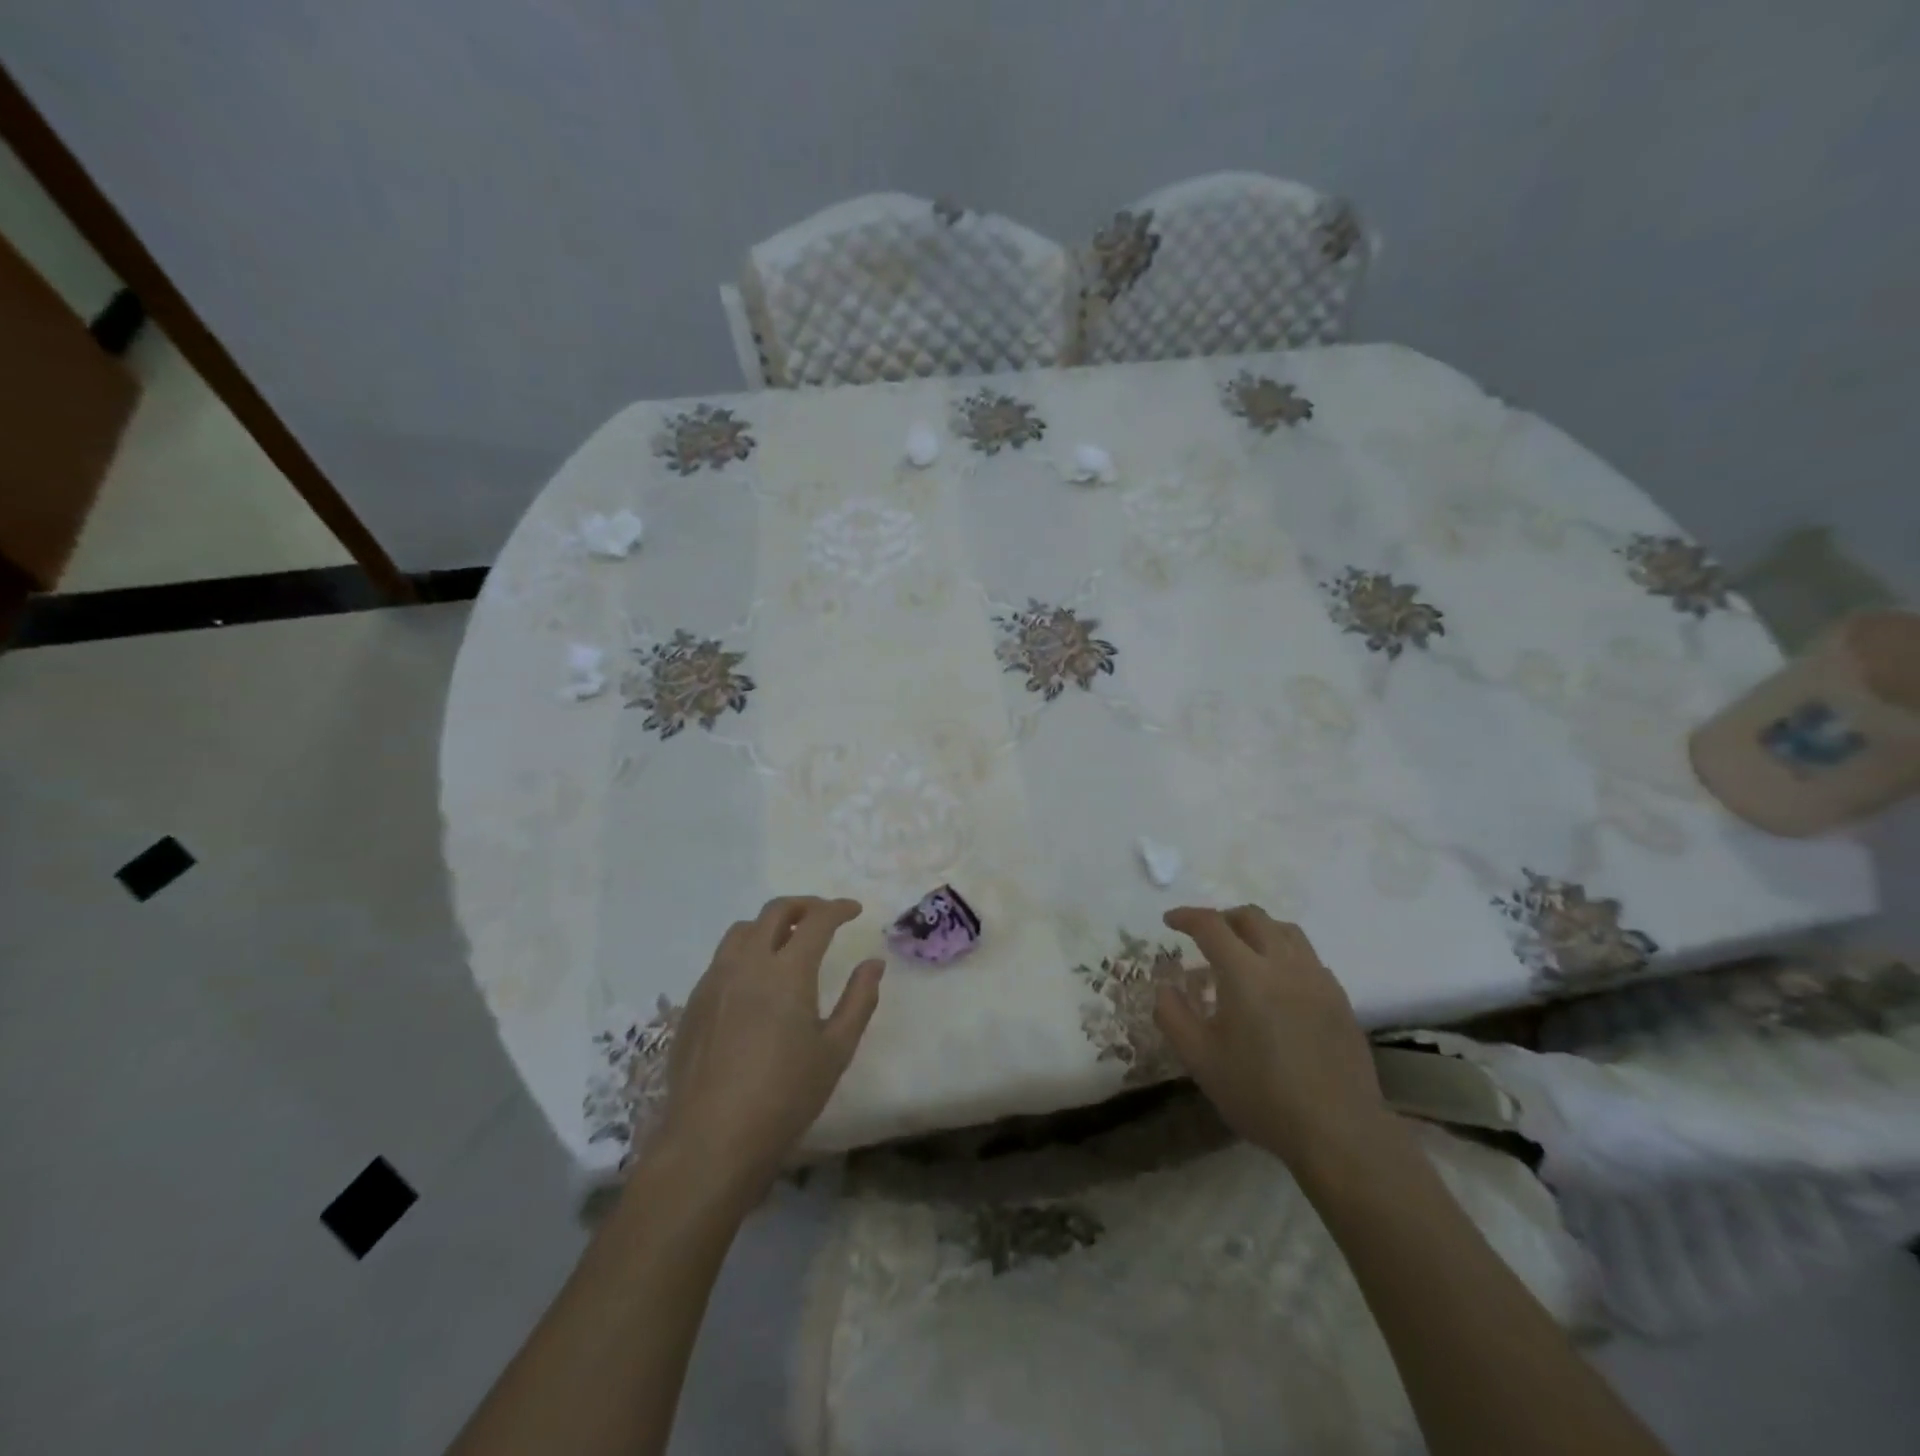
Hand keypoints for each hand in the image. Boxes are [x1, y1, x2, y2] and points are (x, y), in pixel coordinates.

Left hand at [653, 897, 882, 1204]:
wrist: (711, 1141)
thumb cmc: (785, 1097)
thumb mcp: (836, 1050)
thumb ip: (859, 1000)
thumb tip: (873, 964)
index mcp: (787, 972)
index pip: (816, 920)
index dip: (838, 908)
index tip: (855, 910)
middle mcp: (747, 964)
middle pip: (774, 912)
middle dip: (804, 905)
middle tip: (823, 917)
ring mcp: (714, 981)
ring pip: (741, 930)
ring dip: (770, 925)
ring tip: (787, 941)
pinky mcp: (693, 1003)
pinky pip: (721, 958)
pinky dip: (745, 951)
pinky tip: (755, 979)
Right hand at [1154, 905, 1388, 1170]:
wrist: (1338, 1132)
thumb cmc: (1261, 1095)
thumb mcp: (1200, 1060)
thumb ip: (1173, 1016)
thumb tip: (1165, 987)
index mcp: (1245, 974)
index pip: (1211, 925)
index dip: (1186, 916)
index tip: (1170, 921)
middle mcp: (1283, 964)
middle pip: (1252, 917)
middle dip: (1223, 918)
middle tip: (1205, 936)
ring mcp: (1317, 979)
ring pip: (1286, 931)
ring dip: (1258, 930)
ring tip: (1243, 951)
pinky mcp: (1339, 998)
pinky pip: (1308, 957)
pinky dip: (1285, 953)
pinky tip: (1278, 982)